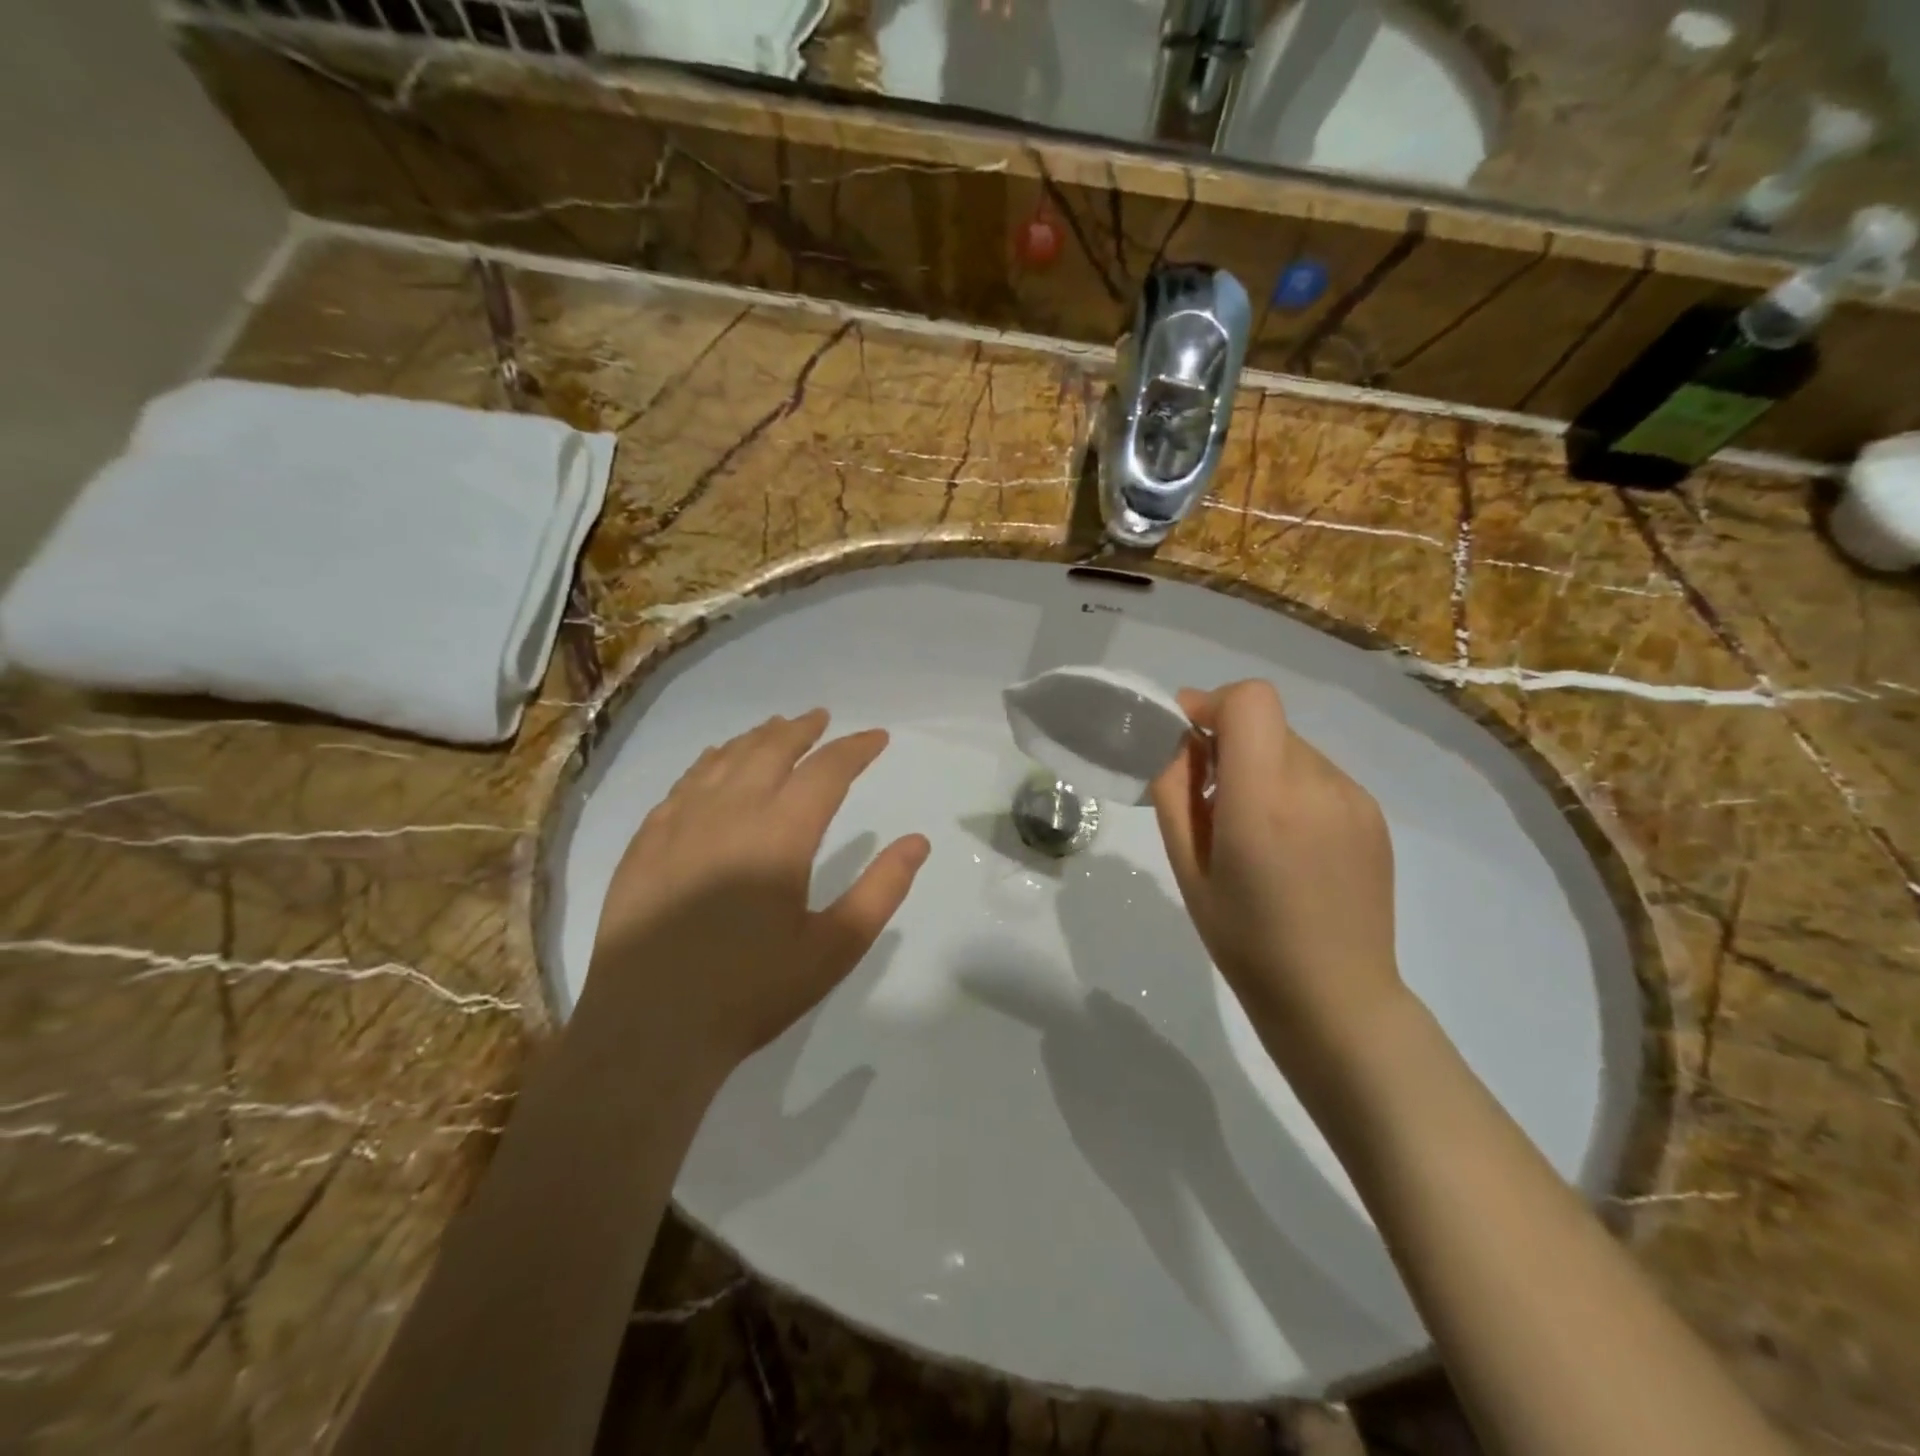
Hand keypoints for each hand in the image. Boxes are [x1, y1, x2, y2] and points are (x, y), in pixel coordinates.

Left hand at [581, 709, 929, 1079]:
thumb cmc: (751, 992)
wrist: (648, 1030)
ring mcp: (679, 824)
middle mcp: (728, 813)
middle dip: (803, 730)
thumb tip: (918, 841)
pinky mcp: (645, 843)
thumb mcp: (834, 948)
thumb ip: (881, 890)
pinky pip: (683, 784)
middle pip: (770, 750)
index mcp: (779, 835)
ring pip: (724, 760)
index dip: (855, 749)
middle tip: (823, 719)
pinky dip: (709, 762)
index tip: (876, 738)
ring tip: (777, 727)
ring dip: (756, 738)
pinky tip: (714, 763)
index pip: (825, 772)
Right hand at [1150, 680, 1403, 1068]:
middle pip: (1267, 723)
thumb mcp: (1187, 868)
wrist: (1334, 996)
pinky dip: (1292, 789)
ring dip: (1262, 767)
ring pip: (1292, 748)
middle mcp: (1317, 784)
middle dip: (1230, 741)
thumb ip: (1176, 792)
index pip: (1250, 700)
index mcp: (1263, 798)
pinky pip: (1319, 776)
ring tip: (1253, 829)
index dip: (1213, 704)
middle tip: (1209, 795)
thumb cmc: (1245, 939)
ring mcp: (1353, 798)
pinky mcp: (1373, 815)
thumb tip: (1183, 745)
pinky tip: (1289, 845)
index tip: (1188, 736)